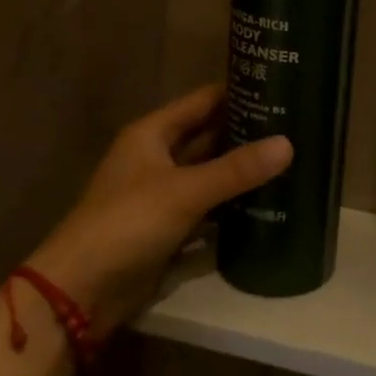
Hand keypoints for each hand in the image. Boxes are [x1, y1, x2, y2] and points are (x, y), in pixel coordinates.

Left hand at [30, 85, 290, 334]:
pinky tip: (268, 200)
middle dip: (245, 131)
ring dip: (241, 169)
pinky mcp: (169, 228)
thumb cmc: (128, 223)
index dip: (236, 92)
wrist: (81, 291)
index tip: (279, 85)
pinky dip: (232, 203)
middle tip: (294, 125)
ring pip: (210, 173)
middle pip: (207, 136)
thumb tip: (289, 144)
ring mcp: (162, 194)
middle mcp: (156, 158)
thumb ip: (237, 169)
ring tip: (290, 158)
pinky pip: (208, 207)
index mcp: (151, 134)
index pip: (202, 101)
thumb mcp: (185, 191)